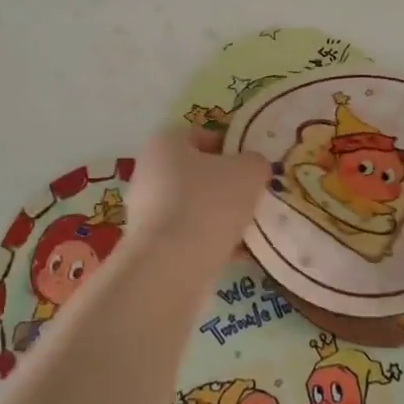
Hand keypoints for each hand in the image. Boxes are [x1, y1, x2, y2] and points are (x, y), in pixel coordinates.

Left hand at [127, 126, 269, 254]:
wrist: (172, 266)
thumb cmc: (208, 203)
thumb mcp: (248, 171)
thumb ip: (255, 162)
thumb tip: (254, 168)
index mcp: (165, 143)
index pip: (204, 136)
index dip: (233, 148)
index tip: (255, 167)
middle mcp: (150, 172)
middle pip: (199, 173)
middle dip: (229, 186)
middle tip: (256, 198)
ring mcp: (147, 211)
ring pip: (196, 207)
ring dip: (222, 217)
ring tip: (252, 229)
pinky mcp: (152, 245)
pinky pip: (190, 236)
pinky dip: (213, 242)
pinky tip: (240, 254)